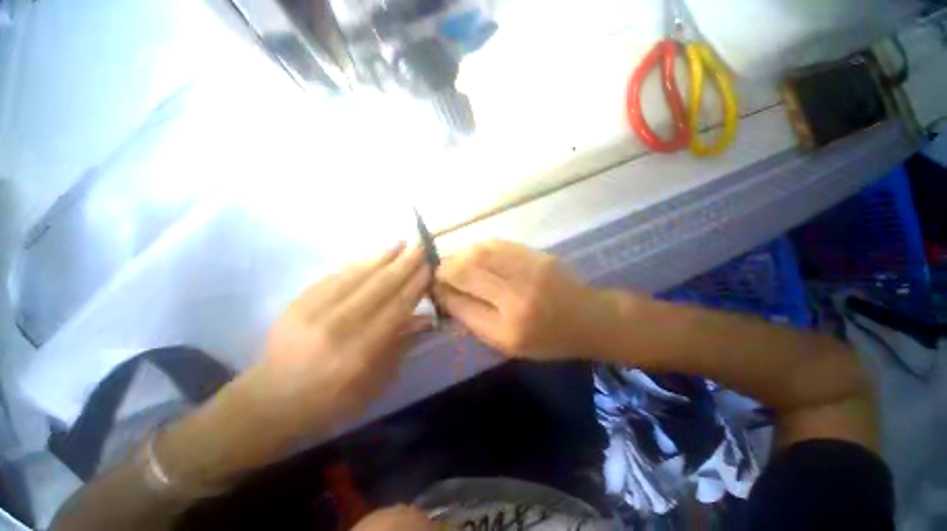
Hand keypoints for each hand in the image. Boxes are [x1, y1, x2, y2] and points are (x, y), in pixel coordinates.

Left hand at [253, 243, 431, 437]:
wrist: (272, 399)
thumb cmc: (332, 399)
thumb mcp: (375, 382)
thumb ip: (400, 345)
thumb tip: (425, 317)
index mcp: (360, 351)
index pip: (396, 308)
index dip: (415, 285)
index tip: (429, 268)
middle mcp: (338, 326)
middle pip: (380, 287)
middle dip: (405, 264)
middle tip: (421, 247)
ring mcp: (314, 310)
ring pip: (358, 275)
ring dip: (383, 257)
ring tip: (402, 243)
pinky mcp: (298, 302)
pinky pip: (335, 275)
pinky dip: (358, 263)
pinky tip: (373, 254)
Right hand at [434, 240, 611, 359]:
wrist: (589, 319)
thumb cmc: (548, 340)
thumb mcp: (508, 345)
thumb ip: (475, 321)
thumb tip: (447, 296)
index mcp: (508, 329)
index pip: (461, 305)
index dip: (442, 294)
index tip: (433, 289)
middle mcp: (516, 298)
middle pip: (467, 272)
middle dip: (445, 270)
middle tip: (439, 273)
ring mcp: (529, 272)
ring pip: (480, 253)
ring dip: (460, 255)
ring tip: (454, 262)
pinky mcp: (537, 256)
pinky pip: (498, 245)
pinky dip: (479, 248)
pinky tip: (474, 254)